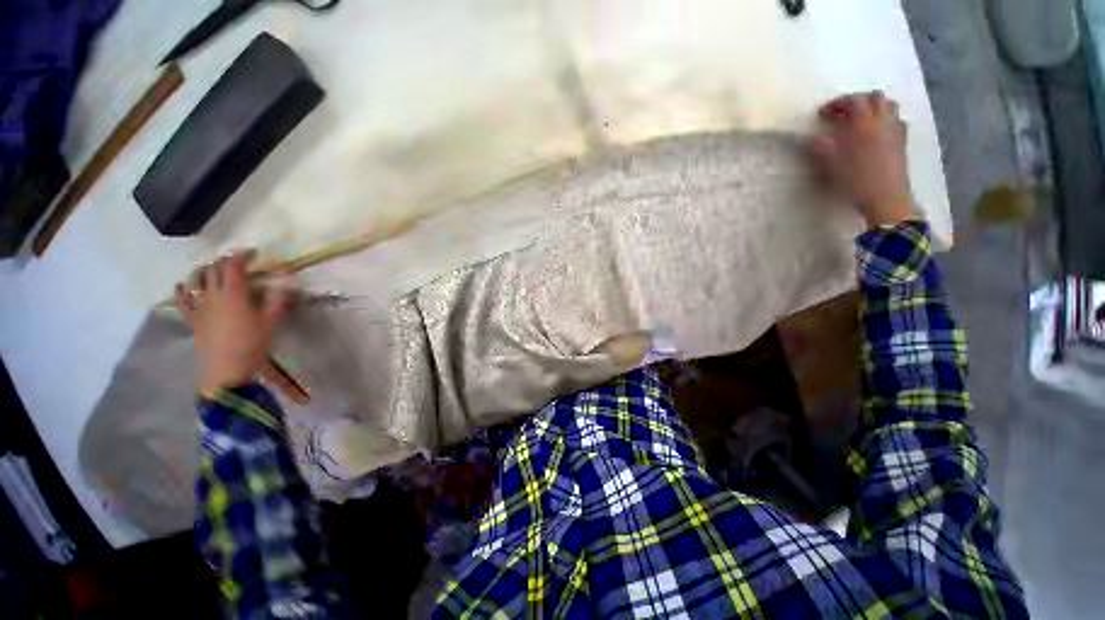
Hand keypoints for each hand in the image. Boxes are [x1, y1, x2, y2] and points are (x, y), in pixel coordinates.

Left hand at [175, 251, 295, 395]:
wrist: (224, 372)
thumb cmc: (250, 346)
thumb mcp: (270, 325)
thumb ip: (278, 304)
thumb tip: (291, 287)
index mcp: (234, 295)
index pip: (234, 267)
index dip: (241, 256)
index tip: (252, 251)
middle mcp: (213, 296)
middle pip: (214, 271)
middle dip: (224, 261)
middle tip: (236, 260)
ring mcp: (199, 308)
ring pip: (195, 281)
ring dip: (203, 270)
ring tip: (210, 267)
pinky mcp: (192, 320)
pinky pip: (183, 301)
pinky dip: (182, 290)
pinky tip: (183, 286)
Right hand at [809, 91, 916, 227]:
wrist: (886, 197)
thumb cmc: (856, 180)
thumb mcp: (832, 165)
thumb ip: (821, 147)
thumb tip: (810, 138)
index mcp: (864, 123)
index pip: (853, 100)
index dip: (837, 103)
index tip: (823, 114)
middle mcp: (883, 121)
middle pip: (875, 97)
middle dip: (858, 100)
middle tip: (843, 112)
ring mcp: (896, 129)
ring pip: (889, 105)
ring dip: (874, 106)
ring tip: (861, 119)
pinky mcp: (902, 140)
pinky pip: (897, 119)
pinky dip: (886, 119)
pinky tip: (877, 131)